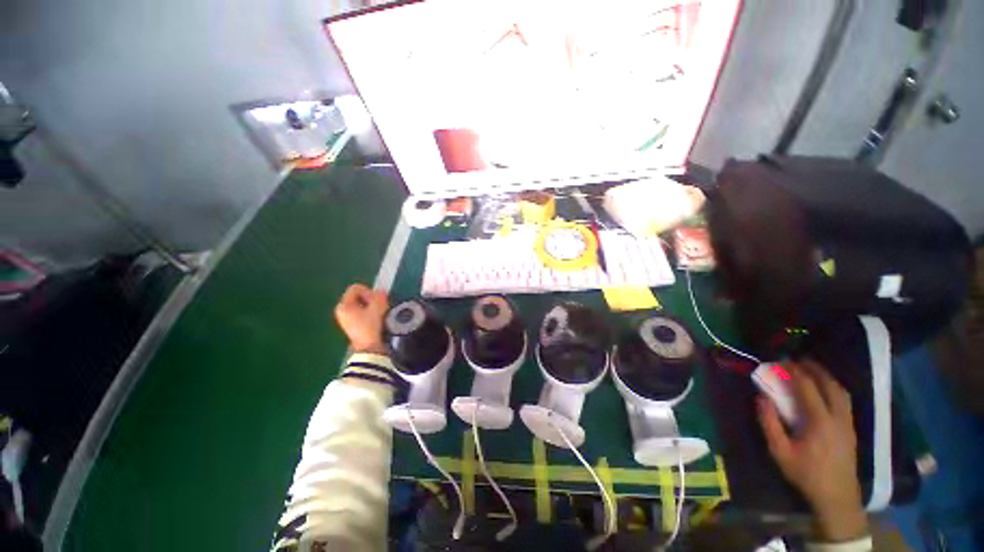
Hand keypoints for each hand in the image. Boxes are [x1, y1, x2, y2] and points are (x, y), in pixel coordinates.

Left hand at [334, 283, 388, 353]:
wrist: (369, 348)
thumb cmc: (370, 326)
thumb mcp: (377, 307)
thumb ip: (379, 295)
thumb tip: (380, 292)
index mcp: (344, 305)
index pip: (356, 288)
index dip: (369, 291)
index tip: (376, 301)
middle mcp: (341, 310)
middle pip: (358, 296)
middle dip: (371, 299)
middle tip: (380, 307)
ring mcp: (345, 319)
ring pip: (361, 305)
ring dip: (371, 307)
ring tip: (379, 314)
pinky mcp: (352, 325)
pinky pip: (361, 313)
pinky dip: (369, 313)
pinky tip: (376, 320)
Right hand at [757, 359, 867, 541]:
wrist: (837, 496)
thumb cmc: (805, 473)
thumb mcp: (780, 451)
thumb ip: (769, 423)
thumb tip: (761, 397)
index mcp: (820, 422)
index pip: (808, 387)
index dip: (794, 371)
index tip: (781, 361)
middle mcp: (838, 417)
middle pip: (829, 384)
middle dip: (814, 369)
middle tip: (797, 360)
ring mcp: (848, 422)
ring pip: (841, 391)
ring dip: (826, 377)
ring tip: (811, 370)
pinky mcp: (851, 428)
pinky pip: (844, 400)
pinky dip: (833, 387)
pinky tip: (824, 389)